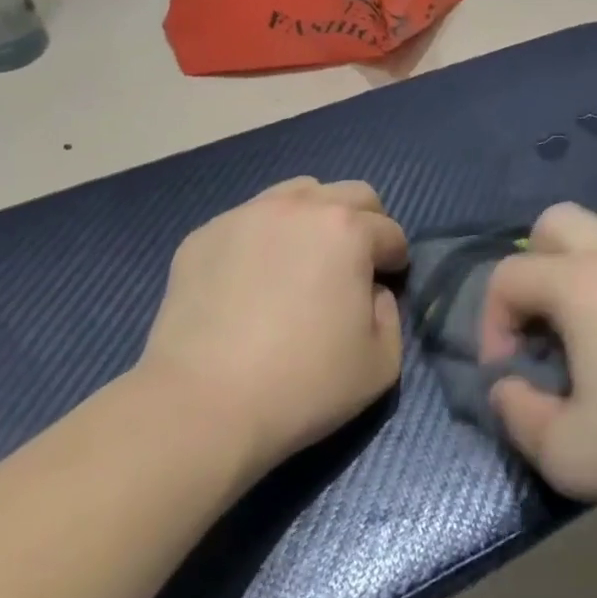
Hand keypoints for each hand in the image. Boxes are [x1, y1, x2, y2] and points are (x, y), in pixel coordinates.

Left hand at [146, 177, 407, 471]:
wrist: (202, 404)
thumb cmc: (302, 384)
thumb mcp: (381, 363)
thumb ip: (390, 314)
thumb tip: (371, 291)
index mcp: (347, 230)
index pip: (390, 231)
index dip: (395, 260)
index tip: (387, 285)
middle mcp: (299, 207)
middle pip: (351, 194)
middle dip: (365, 224)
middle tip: (354, 266)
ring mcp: (246, 215)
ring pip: (298, 193)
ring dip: (315, 219)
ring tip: (303, 262)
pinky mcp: (204, 234)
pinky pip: (250, 220)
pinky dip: (265, 238)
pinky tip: (253, 281)